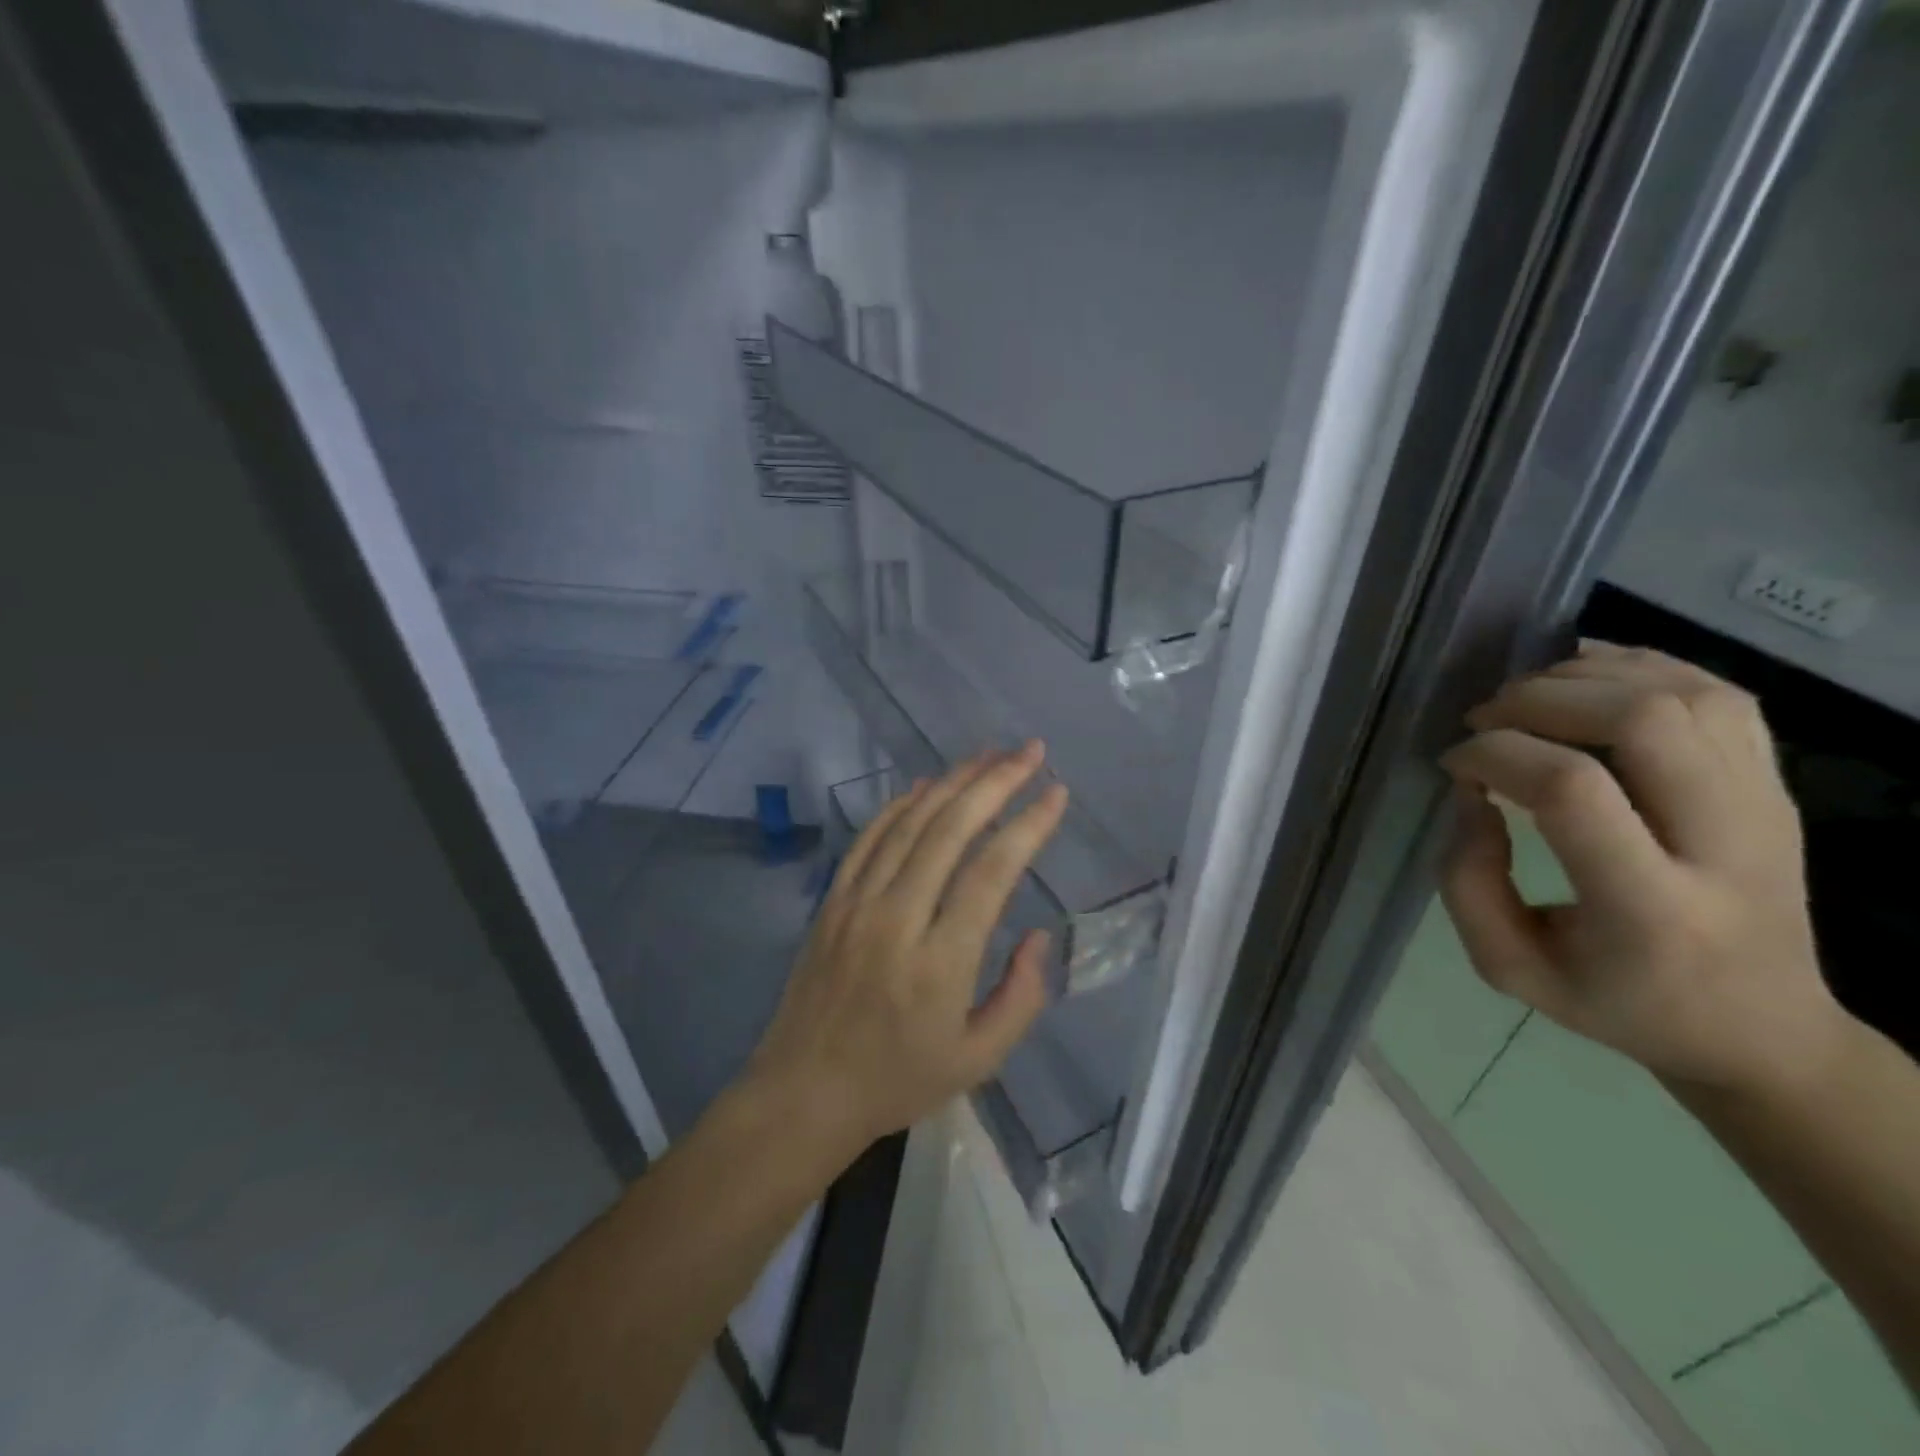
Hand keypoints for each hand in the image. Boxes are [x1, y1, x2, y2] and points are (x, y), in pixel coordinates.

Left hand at [743, 744, 1066, 1172]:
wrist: (803, 1093)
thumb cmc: (897, 1081)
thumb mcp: (978, 1060)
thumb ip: (1021, 997)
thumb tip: (1039, 935)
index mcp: (940, 962)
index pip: (992, 872)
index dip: (1028, 825)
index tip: (1057, 792)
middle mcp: (898, 918)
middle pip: (951, 830)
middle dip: (996, 782)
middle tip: (1030, 752)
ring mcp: (857, 903)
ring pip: (910, 823)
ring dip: (952, 782)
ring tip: (989, 755)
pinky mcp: (831, 900)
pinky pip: (868, 837)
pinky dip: (900, 804)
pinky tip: (926, 784)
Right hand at [1439, 642, 1847, 1096]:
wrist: (1760, 1028)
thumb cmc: (1617, 1003)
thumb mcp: (1510, 968)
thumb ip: (1467, 880)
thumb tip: (1472, 793)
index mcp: (1650, 909)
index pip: (1571, 789)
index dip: (1495, 755)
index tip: (1456, 765)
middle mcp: (1723, 848)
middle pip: (1641, 720)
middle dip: (1539, 700)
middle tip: (1487, 720)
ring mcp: (1766, 810)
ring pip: (1684, 694)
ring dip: (1587, 677)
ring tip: (1530, 699)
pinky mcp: (1778, 788)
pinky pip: (1720, 695)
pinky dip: (1643, 668)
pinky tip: (1586, 681)